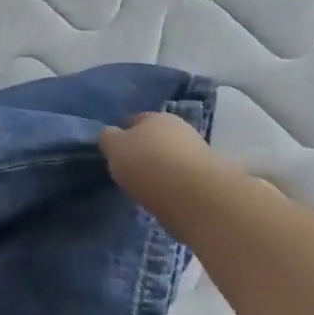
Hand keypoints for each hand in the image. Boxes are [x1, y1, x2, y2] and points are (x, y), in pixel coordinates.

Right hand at [98, 111, 218, 205]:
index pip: (134, 120)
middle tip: (127, 169)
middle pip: (155, 138)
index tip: (112, 150)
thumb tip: (110, 135)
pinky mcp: (205, 179)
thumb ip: (108, 139)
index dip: (121, 133)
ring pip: (169, 158)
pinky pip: (179, 179)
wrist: (193, 195)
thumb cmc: (147, 163)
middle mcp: (179, 129)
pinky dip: (170, 185)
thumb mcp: (115, 148)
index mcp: (156, 117)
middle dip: (142, 150)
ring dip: (158, 169)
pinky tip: (161, 197)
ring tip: (143, 187)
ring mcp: (196, 154)